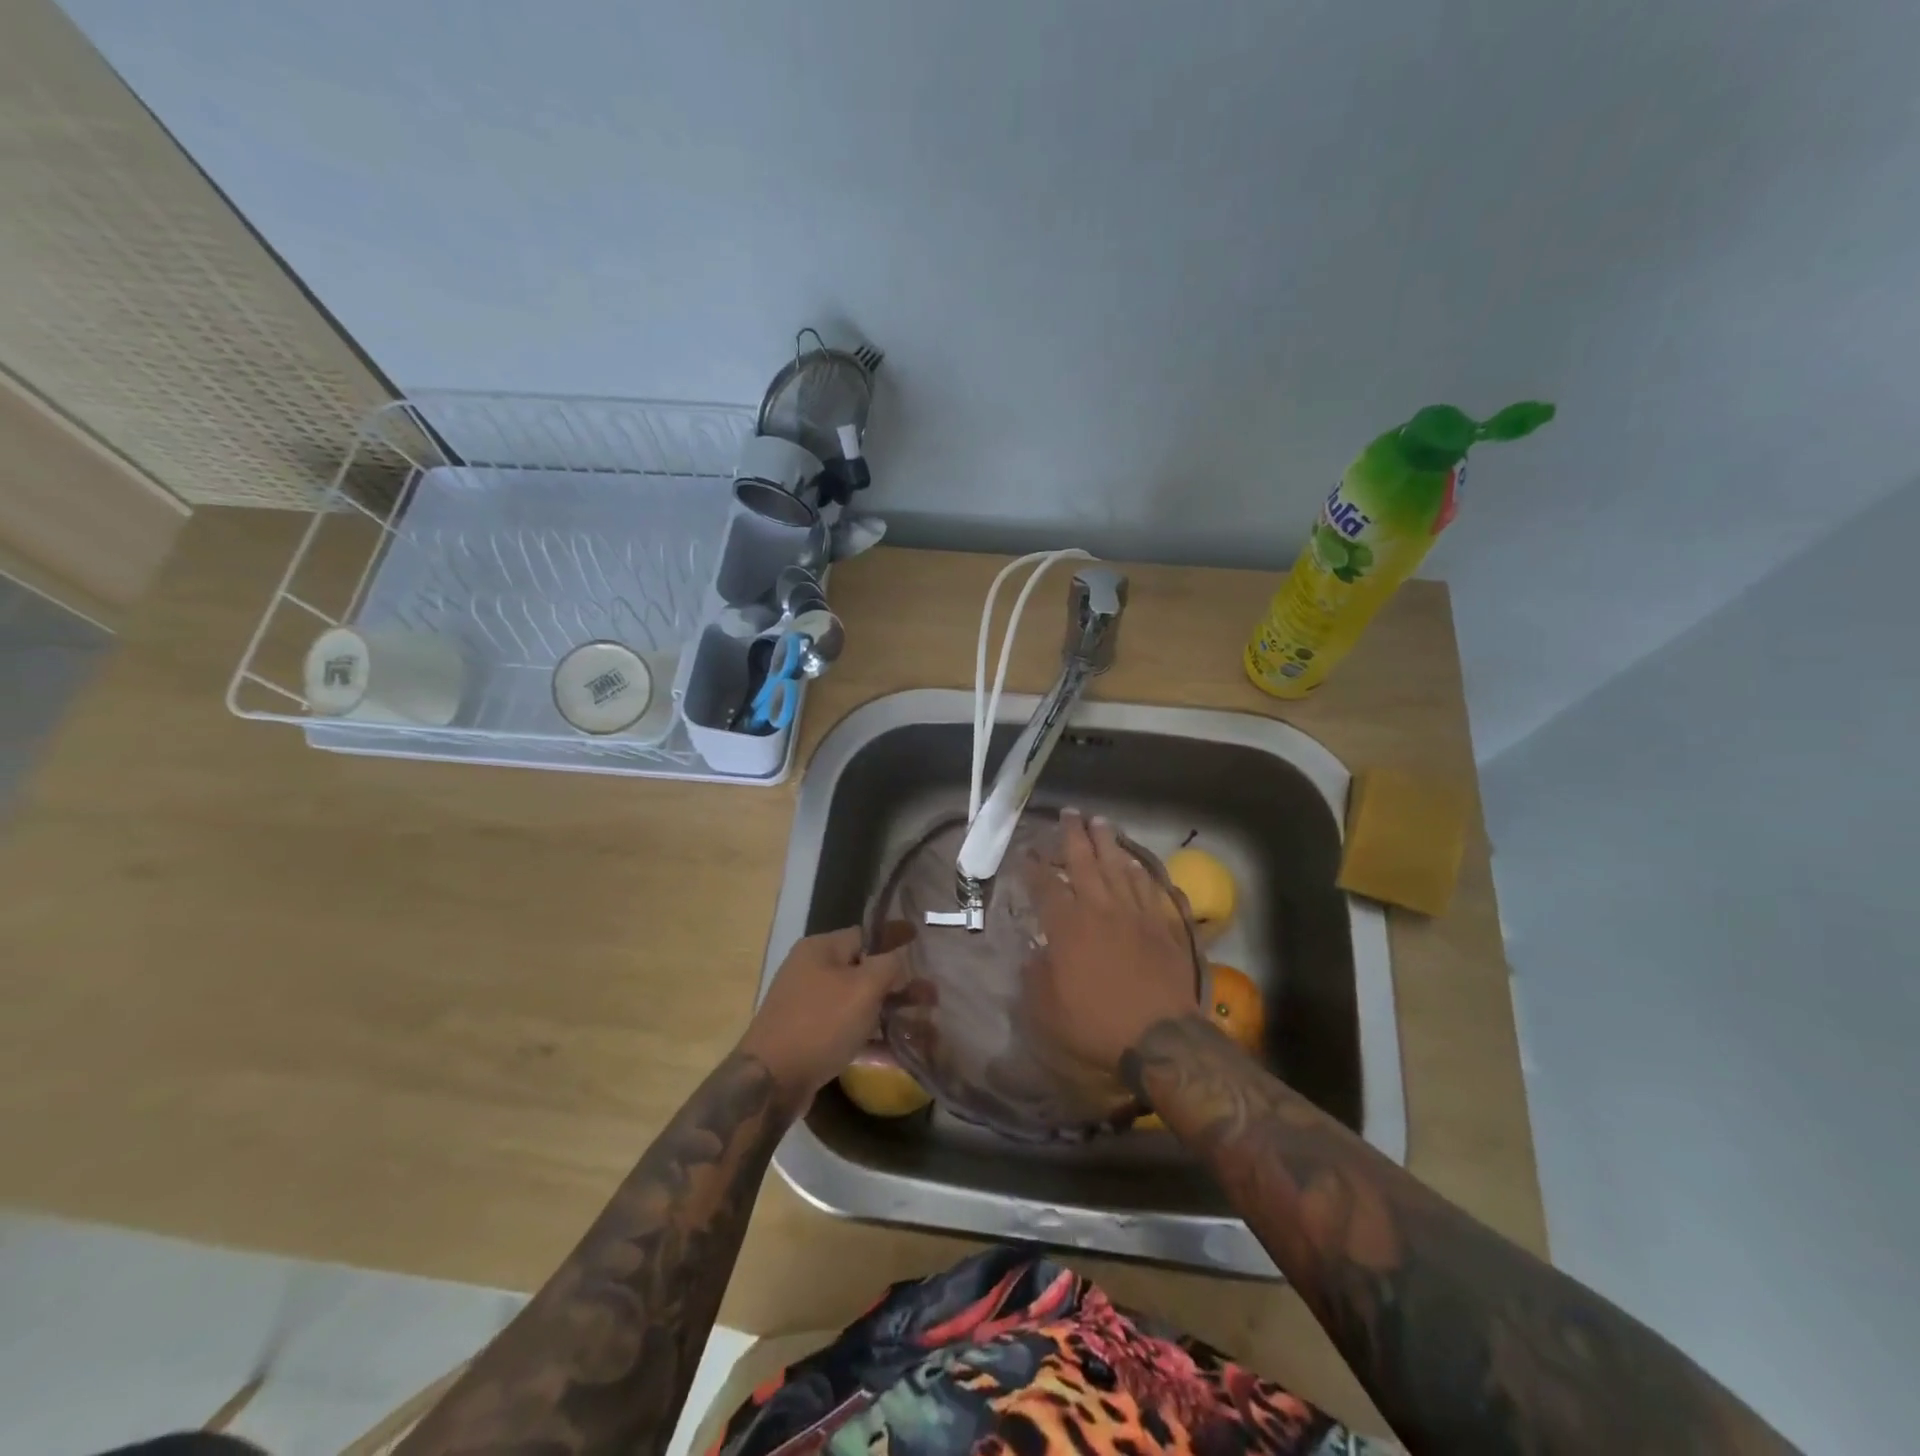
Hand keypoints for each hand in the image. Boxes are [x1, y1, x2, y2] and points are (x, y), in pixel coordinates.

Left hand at [737, 925, 913, 1106]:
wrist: (771, 1080)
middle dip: (899, 983)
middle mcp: (811, 971)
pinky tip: (898, 1051)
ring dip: (889, 1011)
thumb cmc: (821, 1022)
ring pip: (858, 1003)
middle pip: (864, 970)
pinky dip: (871, 1037)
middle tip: (931, 994)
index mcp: (821, 949)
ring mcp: (808, 1006)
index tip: (918, 936)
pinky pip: (848, 1030)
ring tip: (923, 1024)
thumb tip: (898, 960)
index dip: (894, 936)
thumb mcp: (863, 987)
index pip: (865, 934)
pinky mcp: (809, 1038)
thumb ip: (888, 966)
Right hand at [1023, 809, 1200, 1075]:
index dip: (1033, 866)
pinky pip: (1149, 887)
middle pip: (1085, 861)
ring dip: (1108, 842)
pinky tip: (1134, 862)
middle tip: (1069, 813)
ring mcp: (1135, 913)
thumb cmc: (1095, 1023)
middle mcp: (1100, 908)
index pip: (1045, 885)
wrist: (1159, 1037)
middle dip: (1073, 835)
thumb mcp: (1045, 1008)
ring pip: (1119, 866)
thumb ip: (1034, 975)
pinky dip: (1139, 870)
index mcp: (1068, 925)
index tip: (1026, 851)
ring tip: (1100, 822)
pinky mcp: (1162, 924)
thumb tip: (1035, 953)